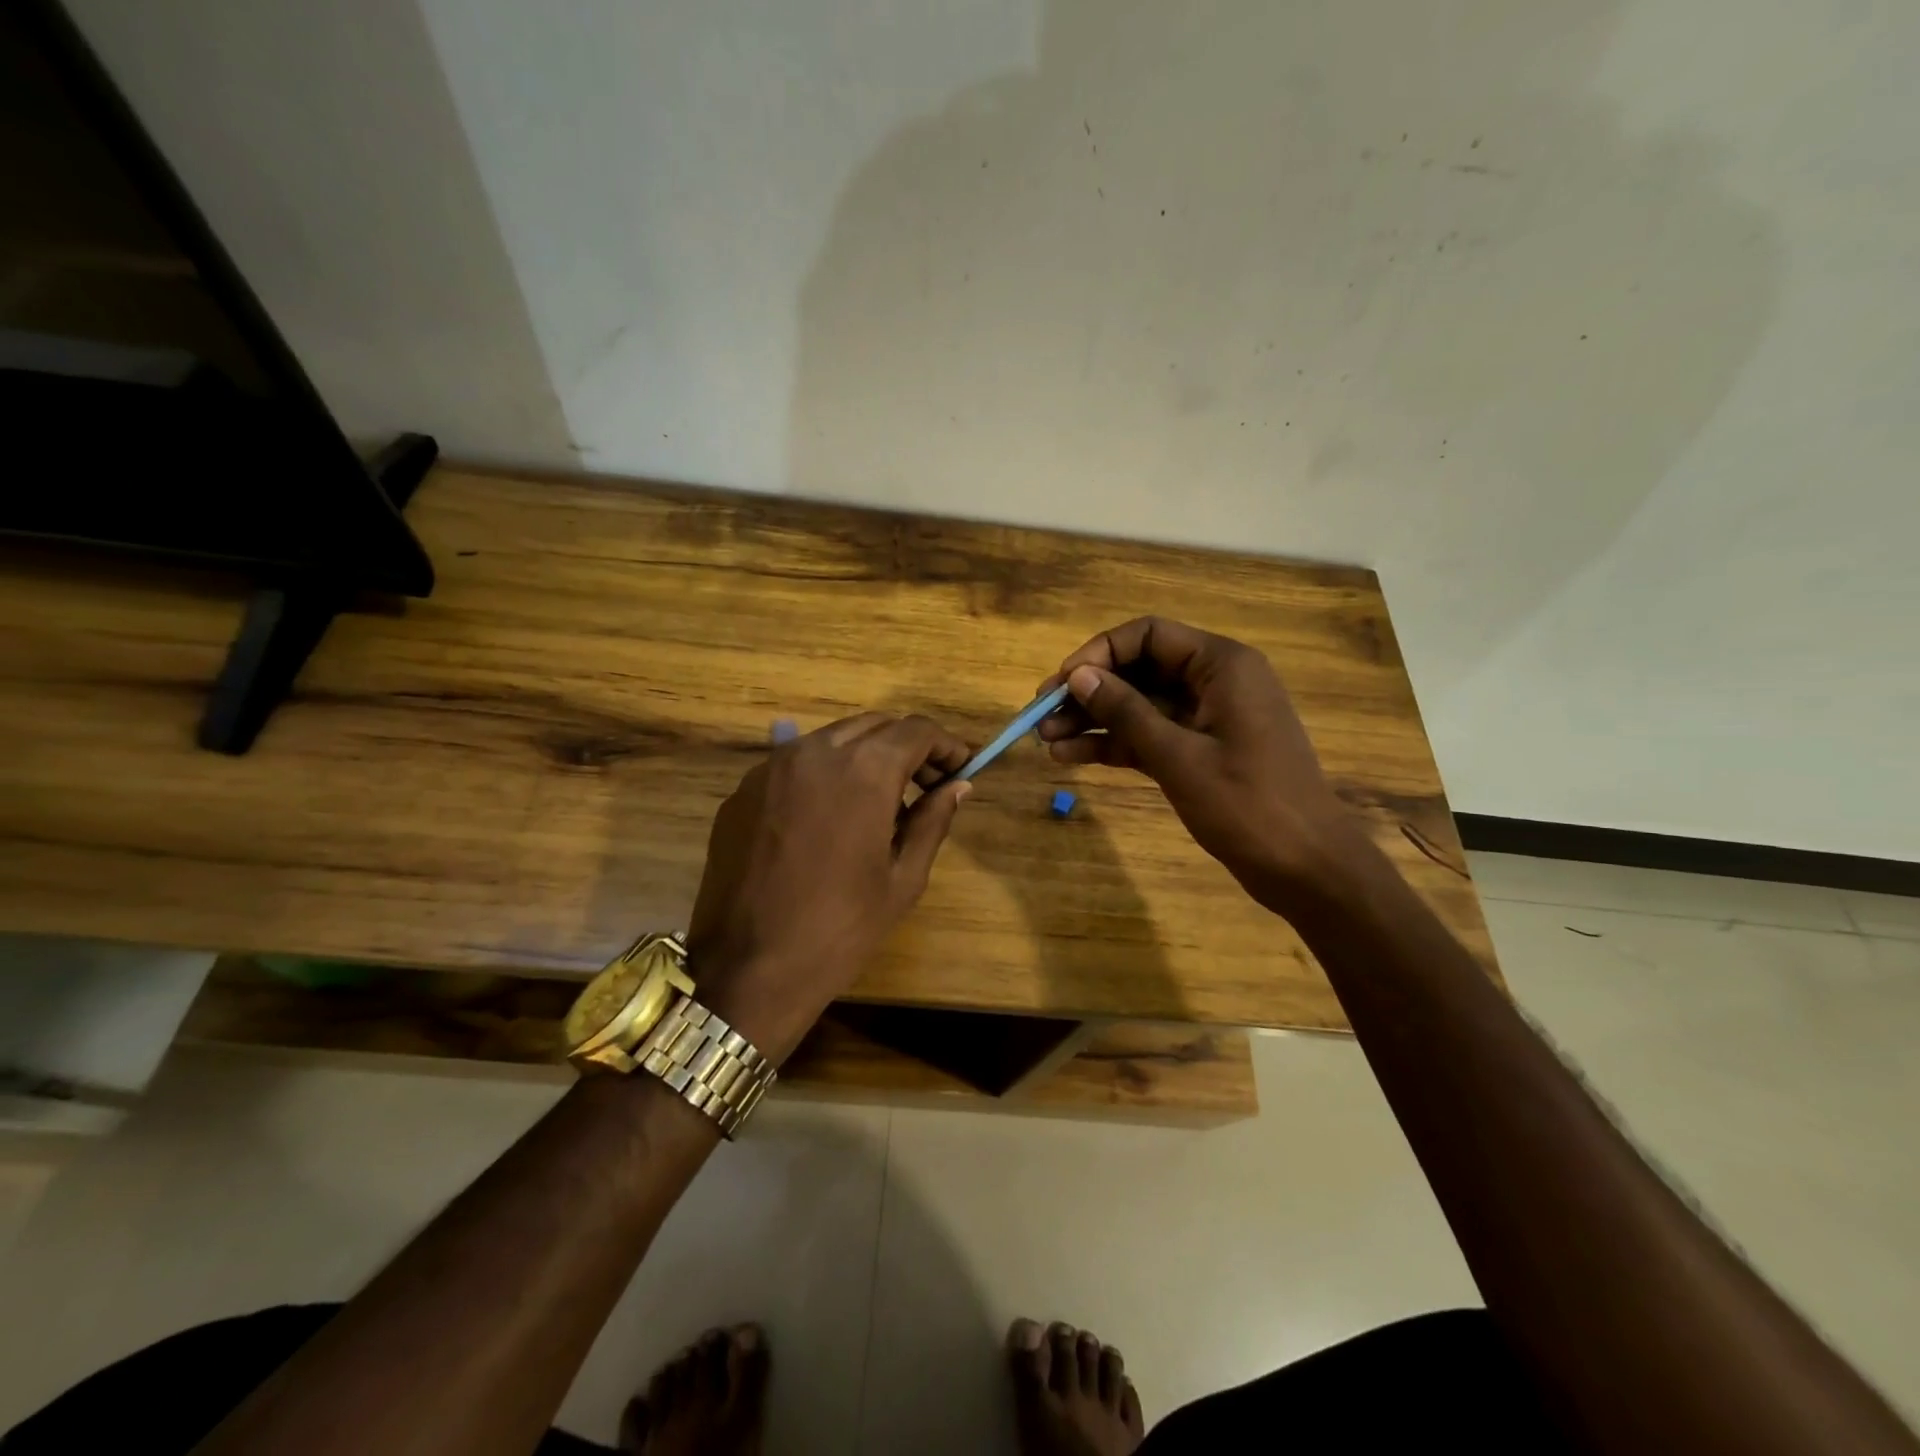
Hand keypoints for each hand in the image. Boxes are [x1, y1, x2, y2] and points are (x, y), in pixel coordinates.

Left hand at [686, 713, 971, 1062]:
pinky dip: (825, 773)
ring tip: (880, 801)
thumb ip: (933, 821)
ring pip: (832, 738)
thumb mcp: (902, 879)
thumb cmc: (840, 929)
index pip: (916, 730)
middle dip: (908, 746)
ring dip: (866, 755)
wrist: (747, 971)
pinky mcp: (743, 790)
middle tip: (927, 785)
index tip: (960, 770)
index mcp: (863, 771)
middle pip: (875, 725)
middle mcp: (815, 752)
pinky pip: (795, 763)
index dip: (946, 746)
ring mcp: (771, 767)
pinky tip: (830, 816)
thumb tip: (957, 786)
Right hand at [1037, 616, 1363, 912]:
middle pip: (1138, 670)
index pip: (1148, 635)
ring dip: (1093, 721)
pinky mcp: (1198, 751)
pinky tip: (1071, 758)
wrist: (1306, 868)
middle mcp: (1213, 681)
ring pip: (1138, 705)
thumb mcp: (1178, 756)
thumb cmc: (1249, 805)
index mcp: (1221, 665)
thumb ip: (1126, 712)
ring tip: (1046, 741)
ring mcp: (1205, 718)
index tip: (1061, 683)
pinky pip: (1148, 736)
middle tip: (1040, 716)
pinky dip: (1113, 745)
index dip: (1098, 653)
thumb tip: (1077, 675)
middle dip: (1088, 691)